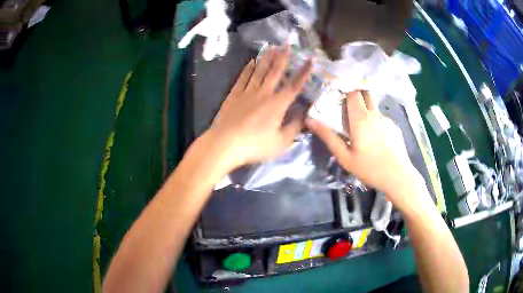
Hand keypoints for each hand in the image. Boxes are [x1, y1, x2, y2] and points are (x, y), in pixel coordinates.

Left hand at [205, 45, 313, 169]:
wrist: (225, 144)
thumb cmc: (255, 146)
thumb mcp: (280, 143)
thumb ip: (294, 128)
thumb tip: (303, 115)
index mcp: (277, 104)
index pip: (294, 85)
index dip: (304, 72)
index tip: (310, 59)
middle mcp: (264, 93)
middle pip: (275, 72)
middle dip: (283, 57)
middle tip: (287, 44)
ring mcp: (247, 92)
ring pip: (259, 71)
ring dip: (267, 58)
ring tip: (272, 47)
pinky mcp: (234, 95)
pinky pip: (243, 78)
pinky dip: (248, 68)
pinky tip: (251, 62)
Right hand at [306, 91, 422, 209]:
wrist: (398, 176)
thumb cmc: (370, 168)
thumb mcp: (345, 157)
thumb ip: (328, 137)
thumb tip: (311, 120)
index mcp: (361, 118)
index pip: (353, 92)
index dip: (345, 91)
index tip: (337, 98)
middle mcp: (375, 114)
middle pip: (365, 93)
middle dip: (356, 94)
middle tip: (347, 107)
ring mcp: (386, 119)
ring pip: (374, 106)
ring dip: (365, 109)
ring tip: (360, 126)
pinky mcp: (394, 127)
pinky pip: (381, 118)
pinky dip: (375, 121)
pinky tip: (375, 138)